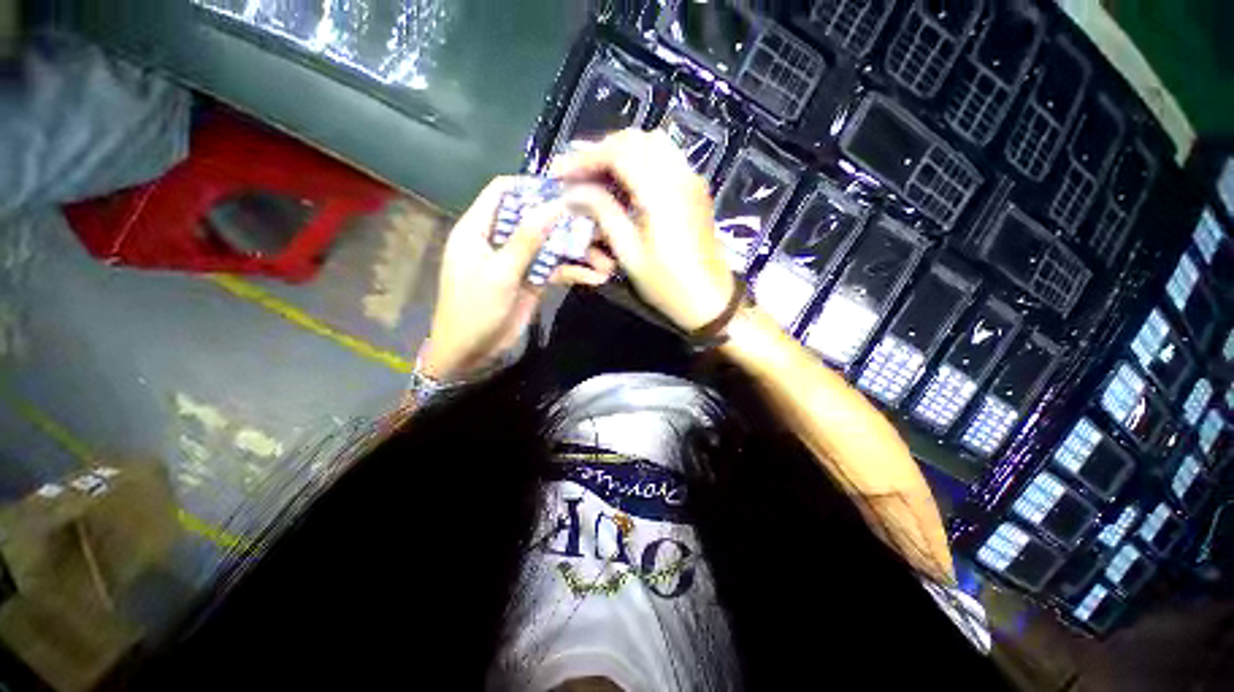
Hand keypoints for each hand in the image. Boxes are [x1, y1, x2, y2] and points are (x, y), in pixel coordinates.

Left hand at [420, 177, 615, 380]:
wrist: (471, 351)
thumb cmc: (475, 309)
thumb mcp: (499, 273)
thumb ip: (526, 240)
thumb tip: (551, 206)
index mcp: (479, 228)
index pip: (502, 192)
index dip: (531, 186)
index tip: (564, 189)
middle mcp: (500, 239)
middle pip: (535, 218)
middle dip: (565, 221)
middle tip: (597, 222)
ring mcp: (518, 261)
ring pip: (550, 246)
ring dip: (576, 251)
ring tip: (606, 258)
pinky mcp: (532, 280)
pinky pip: (555, 270)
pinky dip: (574, 272)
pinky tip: (596, 277)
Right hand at [551, 130, 734, 332]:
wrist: (710, 299)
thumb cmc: (667, 284)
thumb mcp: (629, 253)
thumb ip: (603, 213)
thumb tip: (574, 192)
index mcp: (662, 192)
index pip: (618, 152)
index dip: (585, 157)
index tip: (560, 172)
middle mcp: (680, 175)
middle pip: (635, 140)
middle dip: (601, 151)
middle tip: (577, 174)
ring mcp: (692, 179)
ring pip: (652, 145)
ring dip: (621, 153)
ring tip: (598, 176)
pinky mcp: (696, 189)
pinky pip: (666, 159)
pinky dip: (640, 161)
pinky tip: (625, 183)